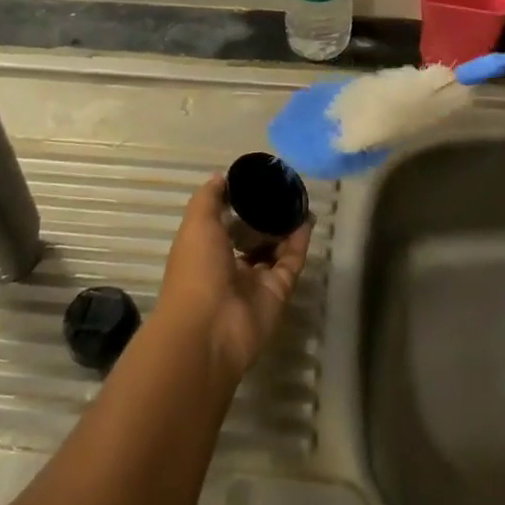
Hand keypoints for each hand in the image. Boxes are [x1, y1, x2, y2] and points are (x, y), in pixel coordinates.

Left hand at [155, 177, 310, 383]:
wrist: (210, 329)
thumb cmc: (196, 270)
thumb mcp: (196, 224)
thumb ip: (209, 197)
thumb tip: (222, 176)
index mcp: (204, 249)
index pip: (223, 222)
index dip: (237, 203)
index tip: (255, 180)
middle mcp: (229, 265)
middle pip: (251, 236)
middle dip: (265, 215)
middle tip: (283, 189)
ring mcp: (255, 280)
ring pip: (274, 248)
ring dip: (285, 226)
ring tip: (300, 200)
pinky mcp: (278, 291)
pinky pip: (291, 262)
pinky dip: (299, 242)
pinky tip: (307, 218)